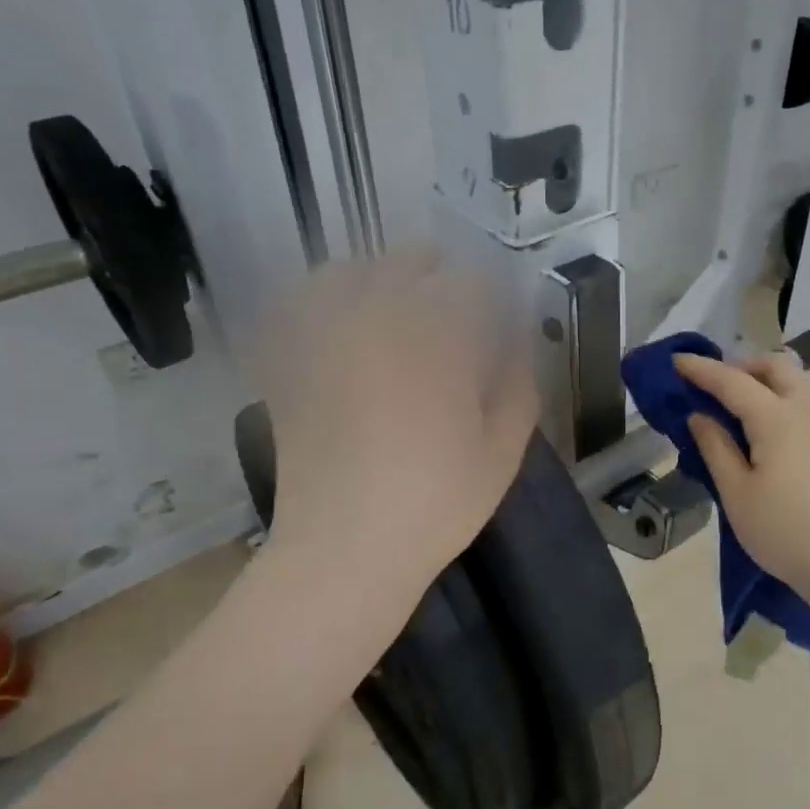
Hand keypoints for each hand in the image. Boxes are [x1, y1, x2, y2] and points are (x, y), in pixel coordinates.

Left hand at [255, 249, 538, 606]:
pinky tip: (341, 320)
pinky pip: (300, 306)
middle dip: (437, 275)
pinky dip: (322, 299)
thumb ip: (518, 386)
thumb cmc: (437, 499)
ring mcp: (325, 336)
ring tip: (396, 303)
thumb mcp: (502, 448)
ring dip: (379, 277)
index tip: (499, 316)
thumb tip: (519, 344)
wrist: (347, 546)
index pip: (470, 281)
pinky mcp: (290, 363)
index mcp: (437, 336)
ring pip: (350, 272)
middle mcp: (376, 318)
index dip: (491, 293)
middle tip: (454, 308)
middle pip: (407, 262)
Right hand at [674, 352, 809, 602]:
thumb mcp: (736, 492)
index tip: (676, 361)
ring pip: (796, 382)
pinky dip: (783, 400)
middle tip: (715, 387)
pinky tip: (769, 431)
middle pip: (775, 367)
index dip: (702, 369)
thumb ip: (715, 447)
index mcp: (776, 418)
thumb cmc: (782, 530)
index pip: (732, 381)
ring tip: (739, 408)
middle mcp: (807, 410)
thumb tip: (699, 417)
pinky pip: (807, 403)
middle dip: (742, 366)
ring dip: (765, 381)